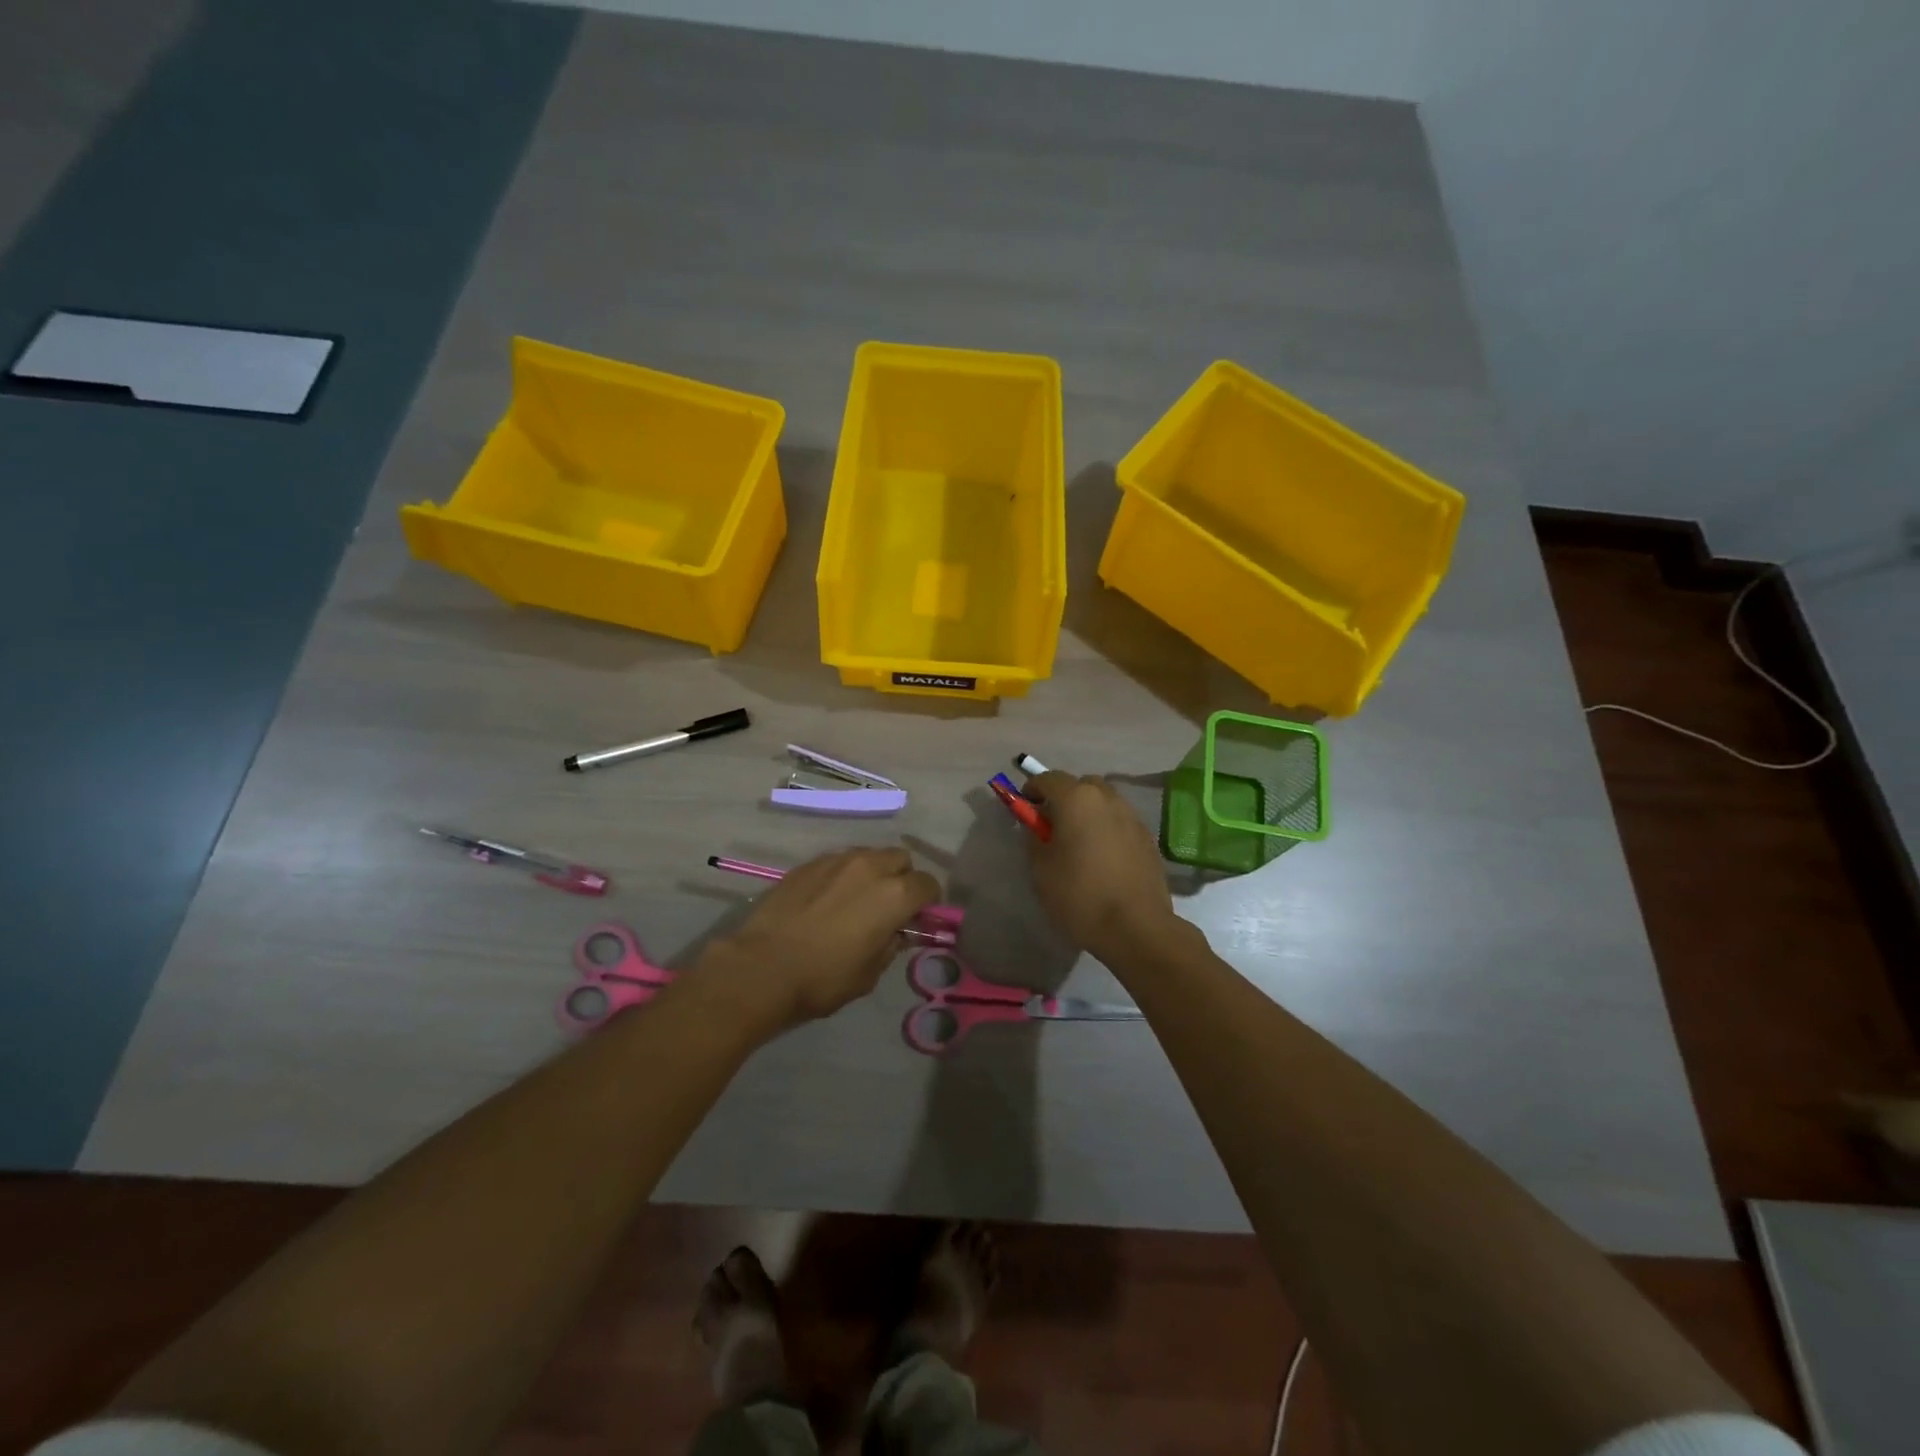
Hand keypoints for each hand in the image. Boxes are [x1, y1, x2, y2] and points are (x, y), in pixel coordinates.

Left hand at [698, 848, 939, 1029]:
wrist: (762, 967)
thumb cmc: (823, 978)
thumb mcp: (870, 973)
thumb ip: (891, 945)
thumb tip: (897, 932)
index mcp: (895, 894)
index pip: (929, 885)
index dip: (928, 902)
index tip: (917, 918)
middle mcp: (871, 866)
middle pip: (901, 859)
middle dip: (902, 878)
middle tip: (889, 906)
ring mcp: (837, 860)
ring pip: (869, 855)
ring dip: (872, 873)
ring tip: (856, 900)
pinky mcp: (809, 863)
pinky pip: (838, 861)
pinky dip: (843, 875)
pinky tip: (827, 900)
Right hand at [1025, 772, 1180, 965]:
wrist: (1137, 928)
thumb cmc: (1080, 896)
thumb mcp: (1041, 869)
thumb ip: (1035, 838)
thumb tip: (1038, 825)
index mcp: (1077, 799)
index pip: (1047, 778)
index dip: (1032, 790)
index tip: (1025, 809)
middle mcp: (1107, 798)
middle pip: (1080, 785)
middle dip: (1063, 798)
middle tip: (1052, 826)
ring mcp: (1132, 816)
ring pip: (1103, 802)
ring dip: (1087, 812)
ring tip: (1078, 842)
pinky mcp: (1148, 837)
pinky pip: (1120, 821)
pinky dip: (1106, 828)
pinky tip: (1102, 857)